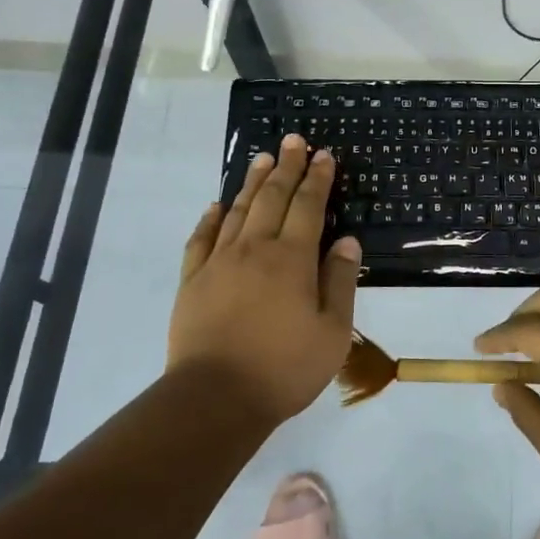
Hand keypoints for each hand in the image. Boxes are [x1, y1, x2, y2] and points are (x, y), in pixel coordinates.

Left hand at [167, 134, 360, 427]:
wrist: (215, 398)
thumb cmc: (284, 368)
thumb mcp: (332, 331)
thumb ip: (339, 281)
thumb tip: (347, 240)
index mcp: (292, 259)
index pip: (308, 206)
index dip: (318, 178)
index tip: (324, 155)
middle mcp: (255, 249)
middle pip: (272, 197)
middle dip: (287, 167)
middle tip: (294, 140)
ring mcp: (219, 262)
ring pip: (238, 210)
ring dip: (252, 182)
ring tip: (262, 159)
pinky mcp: (193, 281)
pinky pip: (201, 238)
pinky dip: (210, 218)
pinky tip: (216, 205)